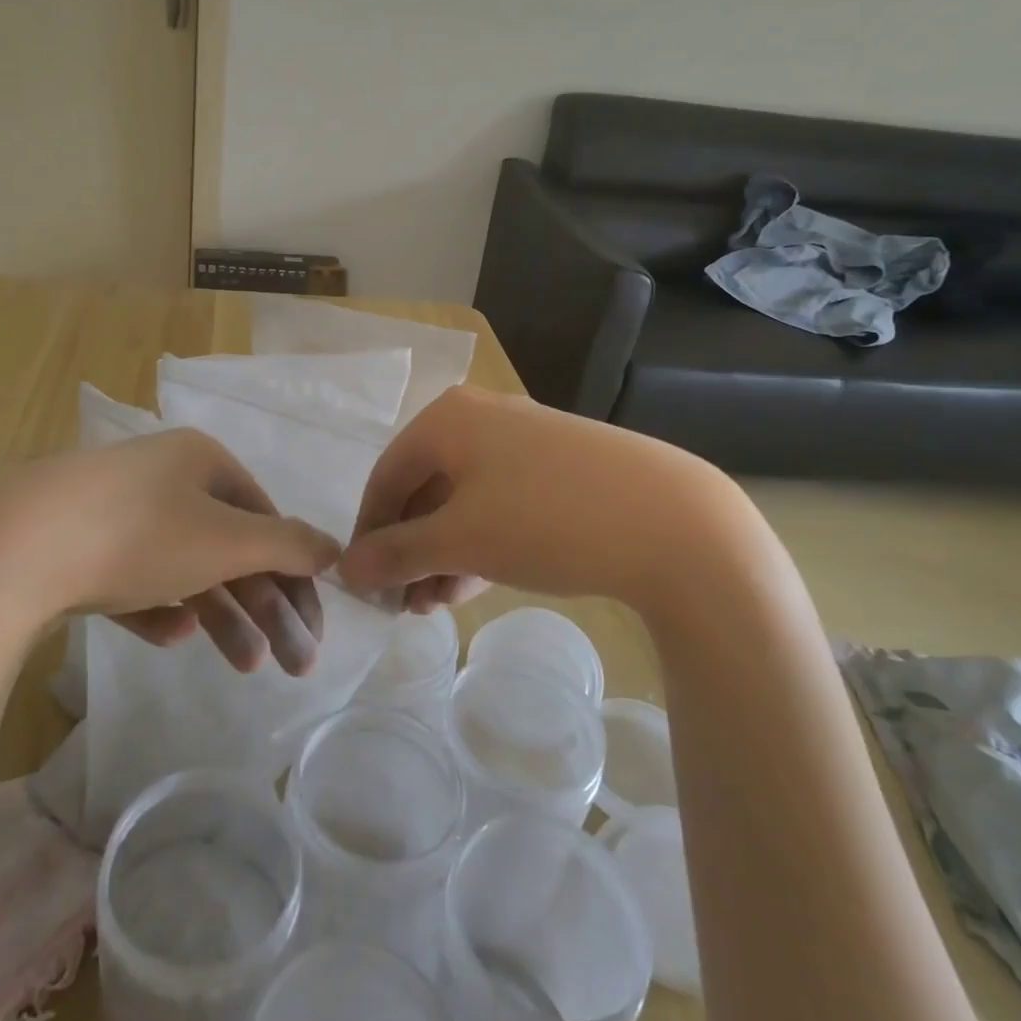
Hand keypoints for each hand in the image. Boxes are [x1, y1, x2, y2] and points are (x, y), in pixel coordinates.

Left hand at [0, 430, 338, 674]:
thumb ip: (288, 545)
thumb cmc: (137, 534)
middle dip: (266, 608)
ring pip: (186, 568)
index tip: (313, 630)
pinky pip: (135, 580)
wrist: (7, 549)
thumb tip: (336, 548)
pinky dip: (160, 608)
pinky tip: (171, 635)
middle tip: (292, 665)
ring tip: (244, 667)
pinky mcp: (77, 548)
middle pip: (231, 548)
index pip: (268, 519)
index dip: (297, 575)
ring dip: (222, 615)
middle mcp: (163, 478)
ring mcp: (116, 512)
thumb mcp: (226, 540)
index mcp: (202, 461)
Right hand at [340, 386, 743, 607]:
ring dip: (444, 552)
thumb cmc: (545, 520)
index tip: (365, 586)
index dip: (369, 534)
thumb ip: (396, 554)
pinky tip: (479, 582)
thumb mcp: (460, 541)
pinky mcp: (561, 465)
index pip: (385, 477)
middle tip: (408, 604)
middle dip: (411, 551)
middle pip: (425, 488)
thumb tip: (346, 570)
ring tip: (440, 604)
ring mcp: (526, 439)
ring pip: (464, 499)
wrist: (674, 523)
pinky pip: (501, 501)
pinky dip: (482, 541)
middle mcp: (482, 417)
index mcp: (448, 418)